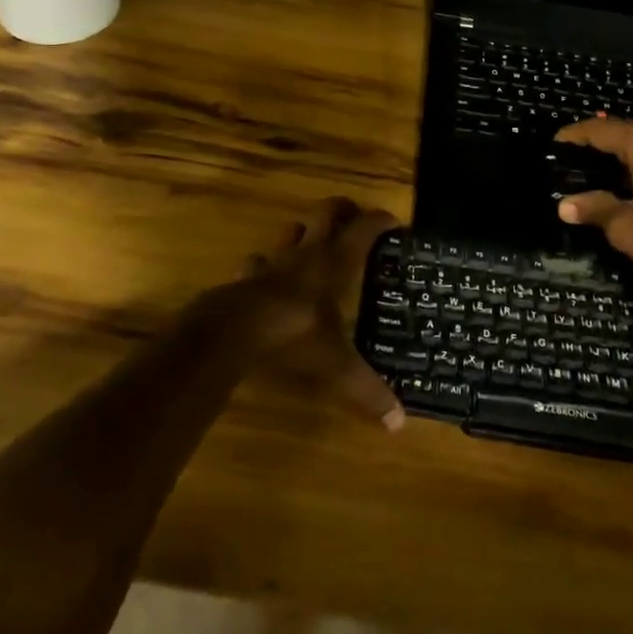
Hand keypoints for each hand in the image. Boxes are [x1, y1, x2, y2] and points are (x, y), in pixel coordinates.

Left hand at [228, 197, 404, 429]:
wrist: (233, 331)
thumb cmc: (295, 335)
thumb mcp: (337, 366)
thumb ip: (367, 389)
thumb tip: (398, 423)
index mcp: (336, 262)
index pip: (365, 228)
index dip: (381, 221)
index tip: (396, 223)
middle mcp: (308, 253)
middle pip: (327, 212)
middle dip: (344, 210)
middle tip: (356, 218)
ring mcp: (275, 261)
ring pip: (292, 229)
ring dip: (305, 230)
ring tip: (315, 242)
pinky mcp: (248, 275)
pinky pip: (258, 260)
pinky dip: (266, 264)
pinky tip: (269, 276)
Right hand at [553, 120, 632, 296]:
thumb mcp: (627, 227)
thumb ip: (596, 210)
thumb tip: (564, 205)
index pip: (601, 130)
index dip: (576, 134)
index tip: (556, 140)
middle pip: (626, 131)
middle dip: (599, 141)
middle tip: (574, 153)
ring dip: (623, 151)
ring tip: (599, 164)